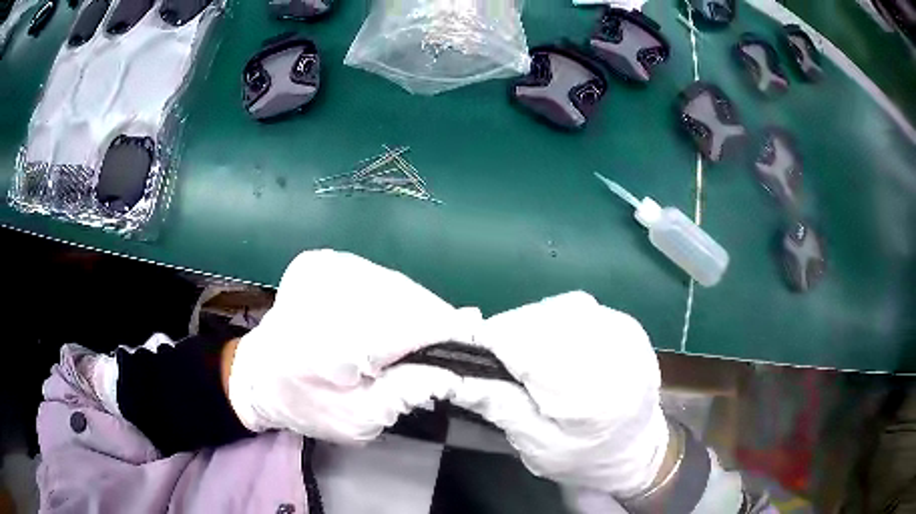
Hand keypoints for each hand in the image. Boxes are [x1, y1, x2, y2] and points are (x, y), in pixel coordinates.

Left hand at [227, 249, 480, 442]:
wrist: (257, 374)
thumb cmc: (306, 405)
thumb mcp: (357, 422)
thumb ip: (405, 394)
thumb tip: (456, 369)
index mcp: (332, 338)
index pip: (412, 323)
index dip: (448, 334)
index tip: (472, 348)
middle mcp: (328, 287)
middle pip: (409, 298)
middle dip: (432, 325)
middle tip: (439, 352)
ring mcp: (323, 266)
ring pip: (397, 284)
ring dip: (413, 311)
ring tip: (408, 340)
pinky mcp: (322, 260)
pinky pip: (378, 276)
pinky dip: (392, 299)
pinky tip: (382, 321)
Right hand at [451, 292, 669, 498]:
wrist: (637, 450)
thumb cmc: (583, 458)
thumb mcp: (534, 444)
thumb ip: (494, 403)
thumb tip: (446, 373)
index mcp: (586, 389)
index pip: (520, 341)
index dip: (486, 344)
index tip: (471, 361)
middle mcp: (609, 347)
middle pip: (534, 318)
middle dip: (508, 338)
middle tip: (504, 371)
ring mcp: (622, 329)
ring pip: (551, 307)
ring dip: (530, 328)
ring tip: (532, 362)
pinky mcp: (625, 322)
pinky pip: (574, 307)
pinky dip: (554, 323)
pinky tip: (559, 350)